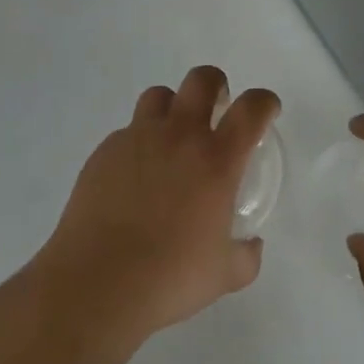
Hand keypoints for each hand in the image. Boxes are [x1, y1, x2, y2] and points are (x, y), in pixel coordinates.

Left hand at [34, 66, 280, 343]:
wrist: (97, 284)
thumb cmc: (169, 278)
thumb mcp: (223, 275)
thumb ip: (245, 255)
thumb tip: (251, 245)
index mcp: (216, 159)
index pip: (251, 109)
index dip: (264, 102)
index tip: (266, 110)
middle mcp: (180, 135)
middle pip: (202, 79)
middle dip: (215, 85)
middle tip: (216, 108)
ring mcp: (139, 138)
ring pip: (160, 95)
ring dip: (172, 107)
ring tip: (171, 137)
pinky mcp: (106, 151)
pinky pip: (128, 132)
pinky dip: (138, 144)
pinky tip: (134, 178)